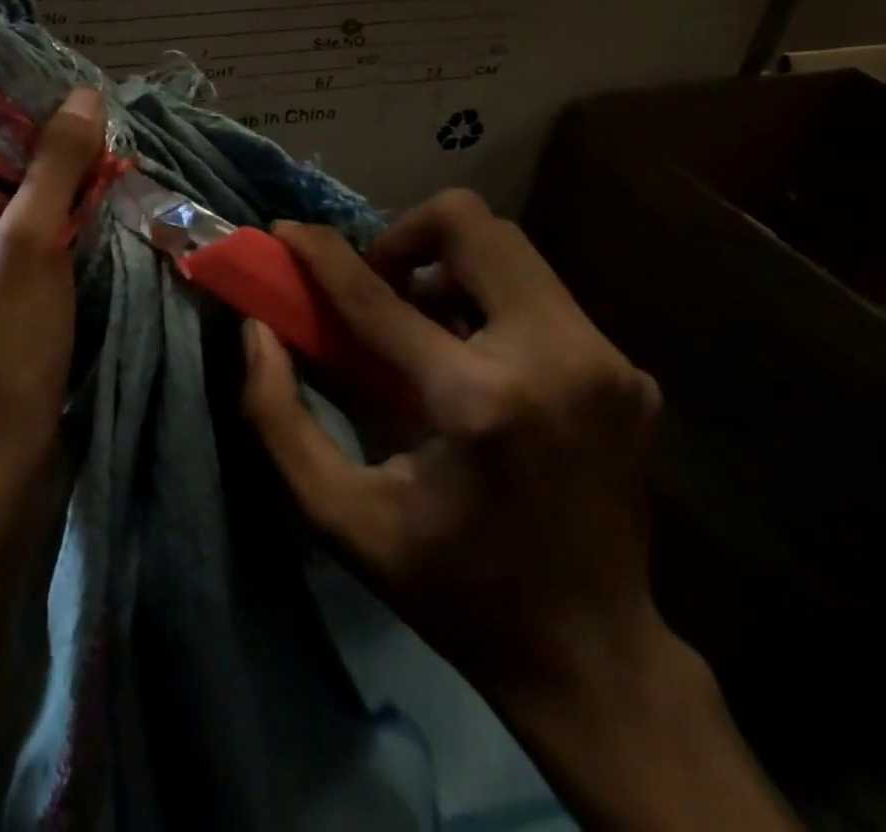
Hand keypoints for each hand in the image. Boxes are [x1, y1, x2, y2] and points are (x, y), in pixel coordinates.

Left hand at [0, 88, 106, 503]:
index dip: (12, 170)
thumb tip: (83, 94)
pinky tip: (51, 262)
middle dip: (22, 198)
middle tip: (66, 221)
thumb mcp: (33, 245)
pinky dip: (17, 248)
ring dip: (27, 221)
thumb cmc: (2, 351)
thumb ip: (55, 164)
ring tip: (65, 241)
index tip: (60, 190)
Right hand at [240, 189, 663, 693]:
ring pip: (510, 247)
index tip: (286, 230)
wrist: (596, 659)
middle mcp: (557, 359)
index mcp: (480, 404)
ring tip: (420, 323)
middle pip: (472, 224)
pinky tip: (472, 359)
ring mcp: (607, 361)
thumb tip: (256, 329)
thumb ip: (277, 417)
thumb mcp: (339, 517)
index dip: (322, 254)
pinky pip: (539, 293)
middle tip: (375, 285)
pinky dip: (487, 301)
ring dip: (446, 265)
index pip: (380, 296)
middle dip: (404, 236)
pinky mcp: (628, 371)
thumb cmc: (452, 590)